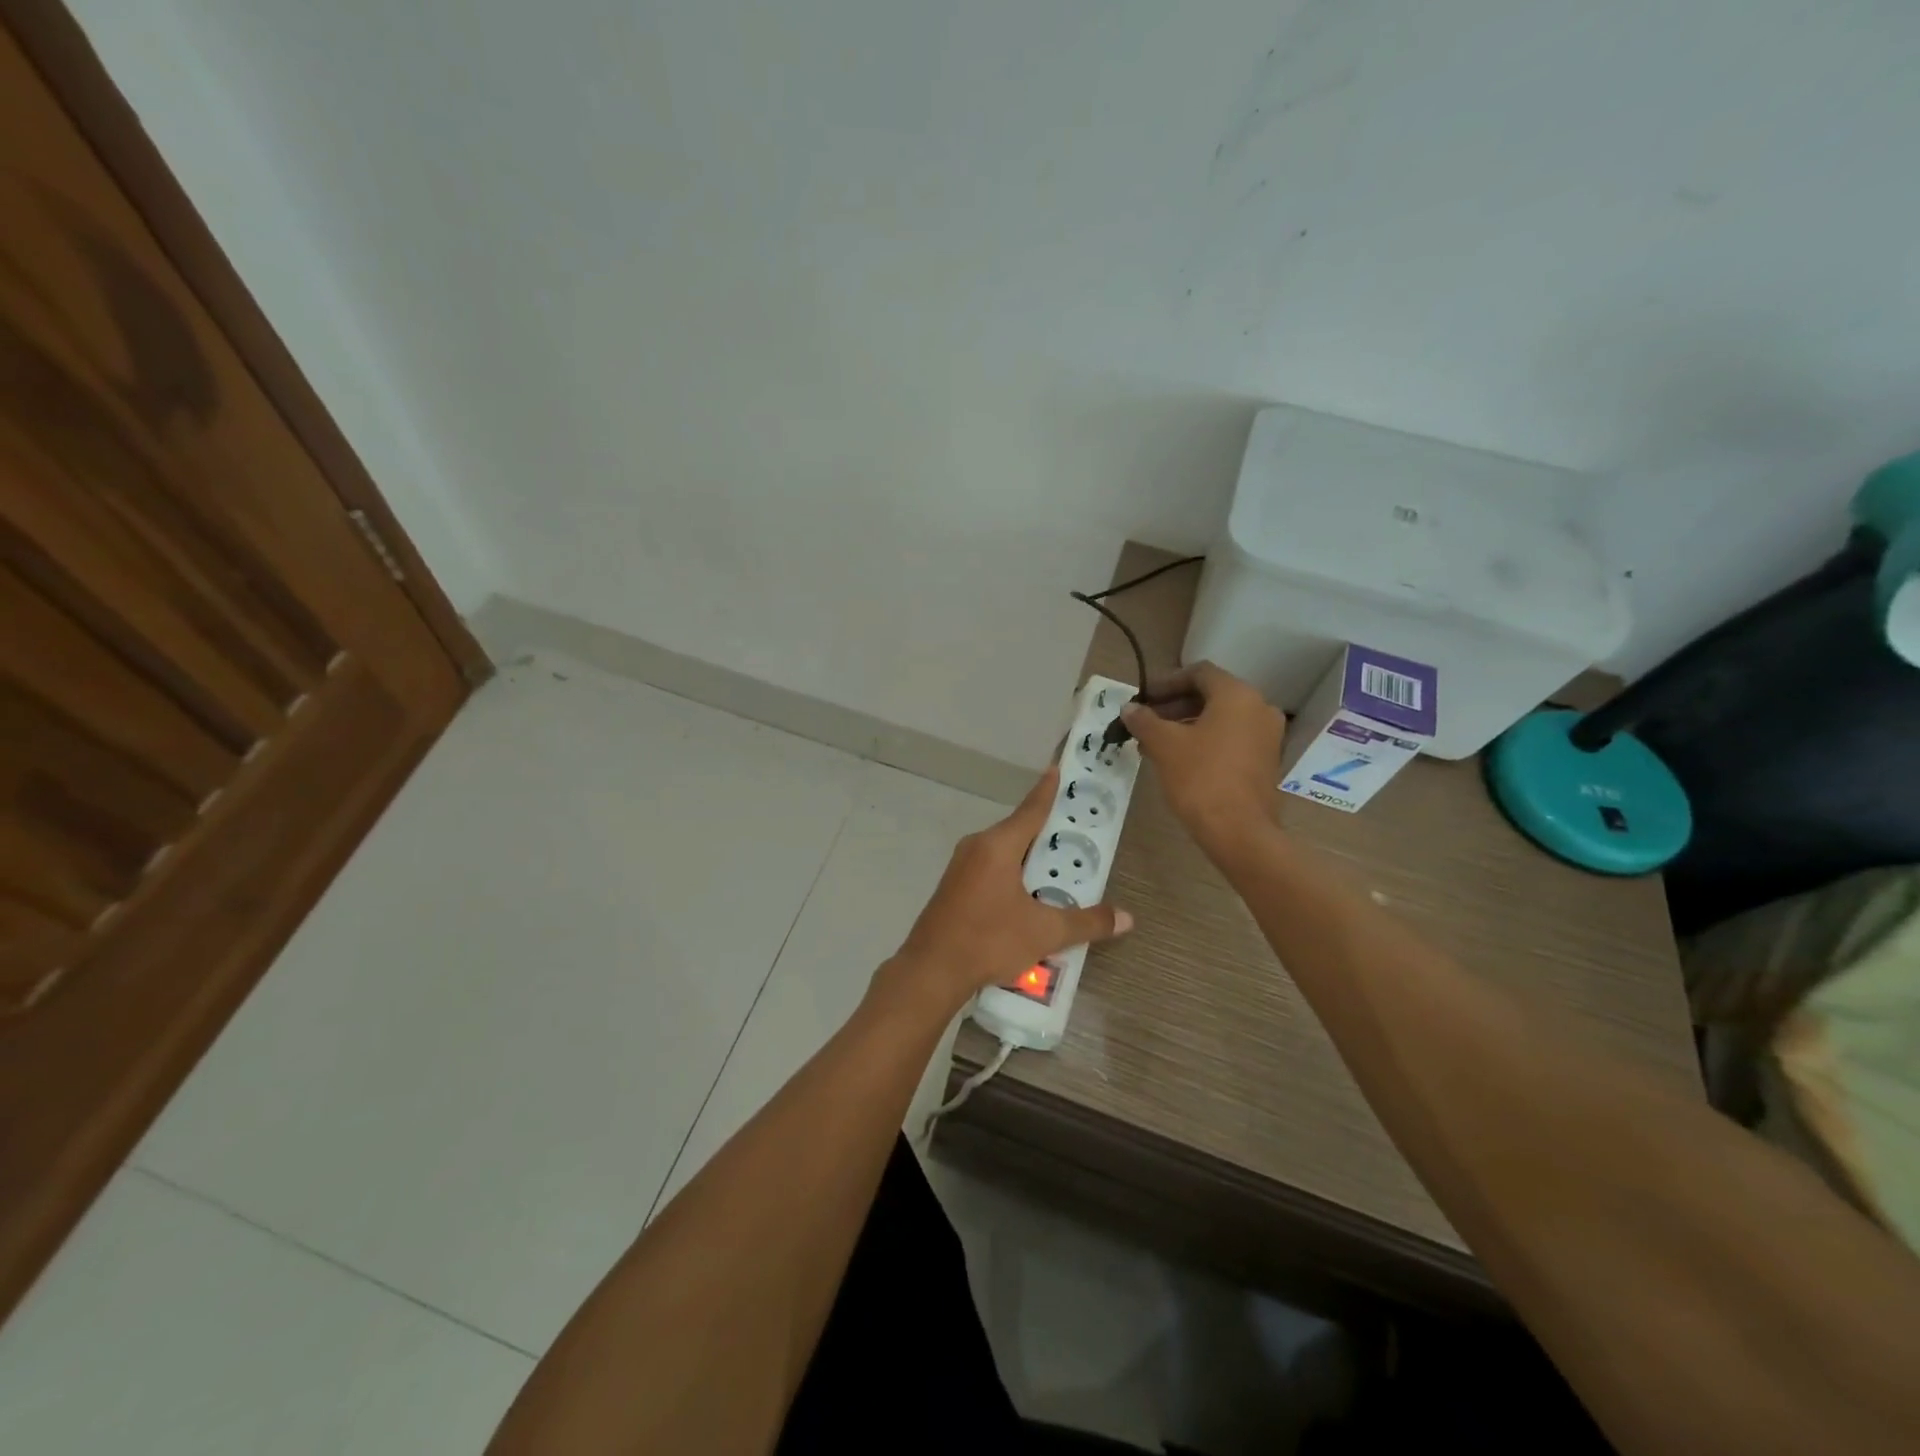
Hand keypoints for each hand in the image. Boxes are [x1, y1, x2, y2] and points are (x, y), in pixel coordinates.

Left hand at [874, 766, 1132, 1018]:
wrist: (931, 970)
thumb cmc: (989, 940)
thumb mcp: (1045, 933)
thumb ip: (1086, 922)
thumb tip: (1126, 918)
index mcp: (998, 846)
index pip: (1031, 809)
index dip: (1048, 789)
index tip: (1058, 767)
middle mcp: (977, 846)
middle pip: (1019, 830)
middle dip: (1047, 831)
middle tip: (1076, 831)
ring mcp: (961, 866)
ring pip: (1004, 852)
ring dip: (1030, 857)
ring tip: (1059, 868)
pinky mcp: (954, 886)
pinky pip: (991, 868)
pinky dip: (1013, 872)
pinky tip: (1029, 895)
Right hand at [1121, 662, 1285, 853]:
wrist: (1239, 832)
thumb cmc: (1200, 778)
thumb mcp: (1164, 745)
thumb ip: (1144, 720)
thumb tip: (1129, 708)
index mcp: (1237, 695)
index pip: (1199, 673)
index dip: (1167, 682)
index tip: (1143, 698)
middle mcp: (1259, 708)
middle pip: (1210, 695)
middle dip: (1174, 705)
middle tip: (1145, 720)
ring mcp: (1267, 736)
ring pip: (1220, 719)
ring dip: (1186, 724)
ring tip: (1154, 743)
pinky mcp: (1266, 761)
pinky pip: (1231, 738)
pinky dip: (1205, 740)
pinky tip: (1178, 759)